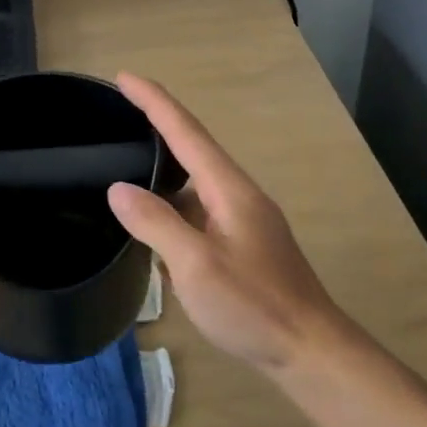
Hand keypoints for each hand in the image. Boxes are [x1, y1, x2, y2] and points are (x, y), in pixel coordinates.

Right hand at [107, 74, 345, 372]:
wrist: (308, 350)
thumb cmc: (253, 305)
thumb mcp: (195, 265)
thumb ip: (156, 223)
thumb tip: (118, 189)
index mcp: (229, 189)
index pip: (187, 132)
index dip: (154, 102)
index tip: (124, 77)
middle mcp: (238, 196)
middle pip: (192, 149)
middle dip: (156, 126)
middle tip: (117, 115)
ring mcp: (243, 221)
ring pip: (194, 184)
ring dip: (162, 170)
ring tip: (125, 164)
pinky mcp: (242, 245)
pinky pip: (198, 212)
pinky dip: (172, 206)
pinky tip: (153, 222)